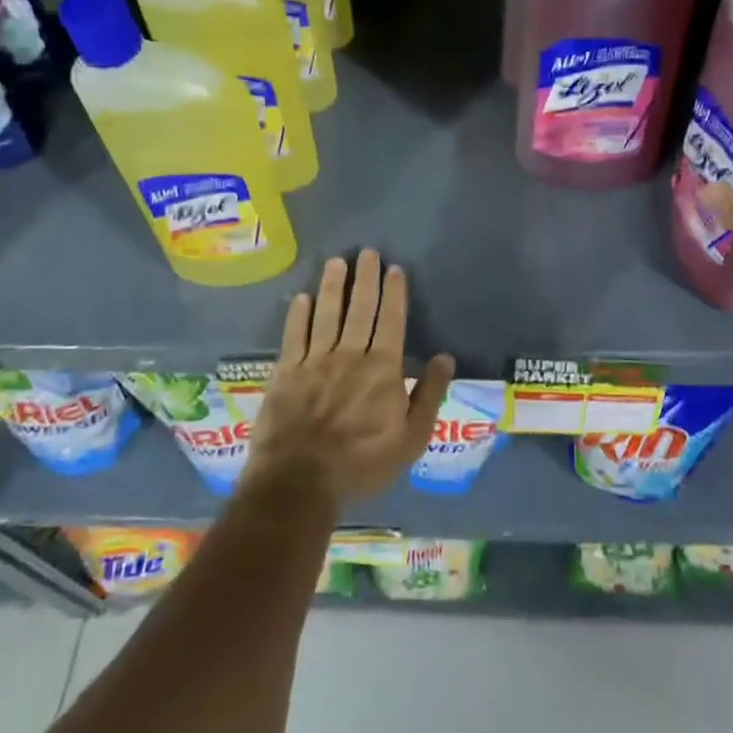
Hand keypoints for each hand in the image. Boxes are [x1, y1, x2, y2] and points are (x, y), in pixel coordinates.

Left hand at [246, 250, 454, 508]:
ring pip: (326, 314)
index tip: (394, 269)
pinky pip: (294, 335)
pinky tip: (301, 298)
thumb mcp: (411, 438)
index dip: (394, 293)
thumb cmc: (362, 463)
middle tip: (367, 252)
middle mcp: (350, 354)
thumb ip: (429, 395)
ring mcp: (315, 360)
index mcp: (383, 368)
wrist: (300, 480)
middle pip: (360, 309)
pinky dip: (298, 315)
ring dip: (332, 286)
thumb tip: (445, 357)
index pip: (392, 321)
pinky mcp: (286, 372)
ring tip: (336, 262)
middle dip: (365, 278)